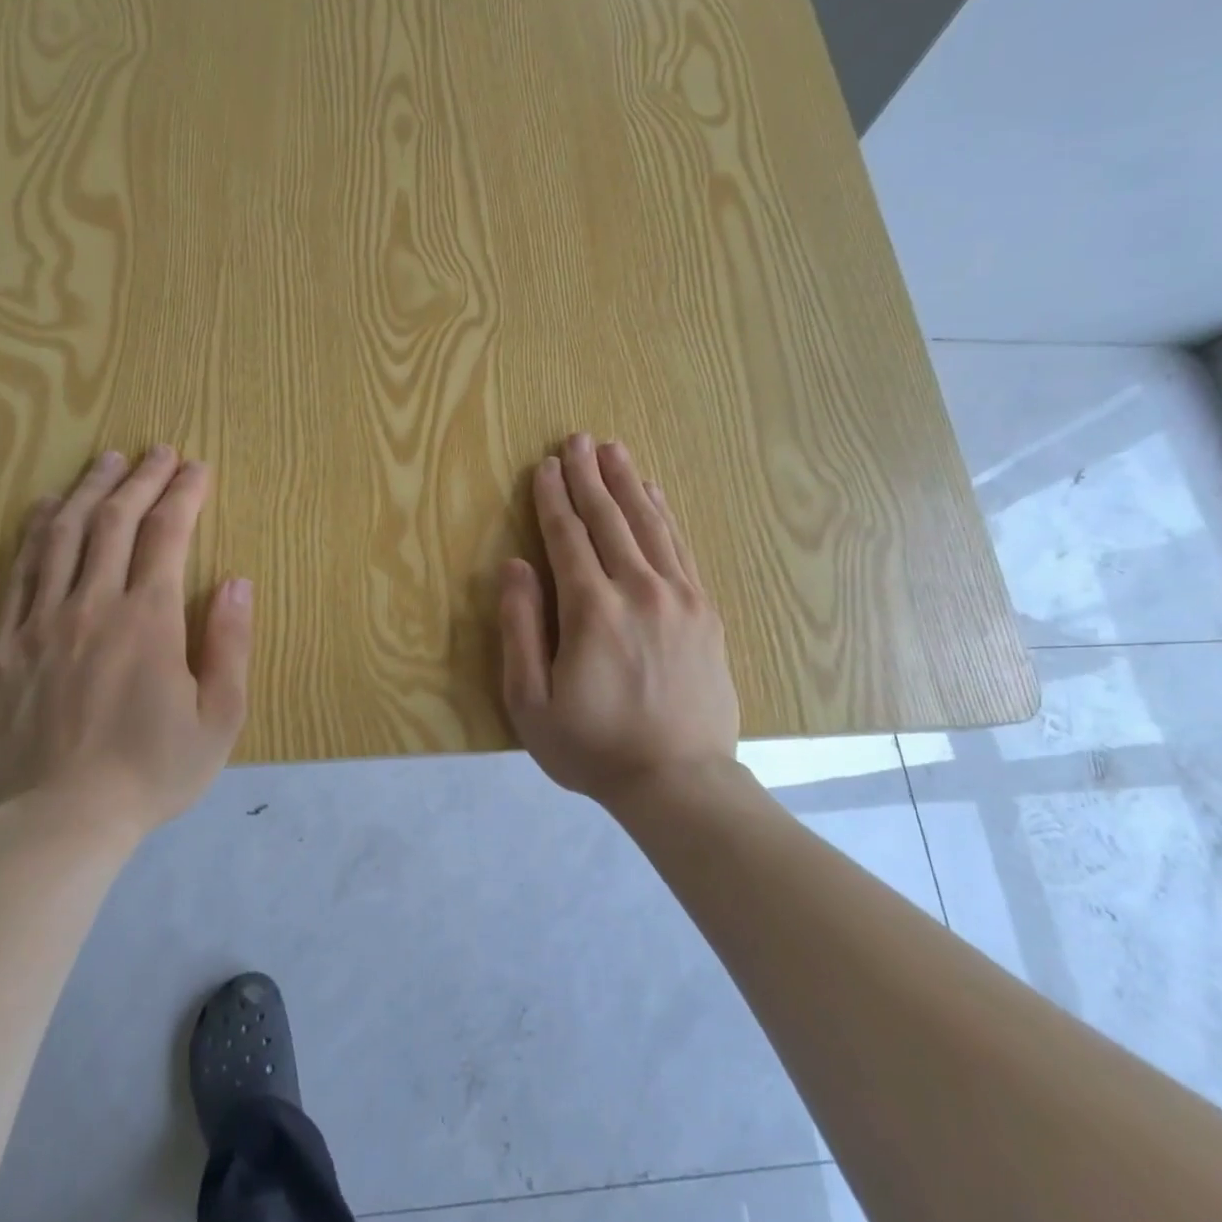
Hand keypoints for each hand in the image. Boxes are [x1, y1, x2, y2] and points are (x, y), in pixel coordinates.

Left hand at [0, 445, 253, 842]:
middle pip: (115, 521)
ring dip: (88, 491)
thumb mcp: (219, 718)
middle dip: (140, 478)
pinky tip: (46, 509)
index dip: (185, 494)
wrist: (61, 822)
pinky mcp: (6, 644)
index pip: (168, 534)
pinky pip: (18, 573)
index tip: (197, 467)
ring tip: (106, 461)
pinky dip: (35, 532)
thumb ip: (230, 644)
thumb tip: (235, 582)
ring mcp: (42, 621)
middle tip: (157, 451)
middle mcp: (93, 605)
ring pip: (64, 535)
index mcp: (148, 619)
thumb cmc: (153, 771)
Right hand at [499, 434, 741, 805]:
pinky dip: (664, 515)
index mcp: (592, 610)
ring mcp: (680, 597)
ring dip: (628, 483)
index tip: (545, 465)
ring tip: (613, 450)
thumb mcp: (531, 701)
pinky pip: (681, 547)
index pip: (568, 537)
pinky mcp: (705, 610)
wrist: (681, 783)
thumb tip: (515, 565)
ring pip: (650, 524)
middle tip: (576, 438)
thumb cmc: (593, 747)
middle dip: (589, 476)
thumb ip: (520, 628)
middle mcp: (640, 590)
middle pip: (610, 519)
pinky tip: (654, 494)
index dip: (553, 498)